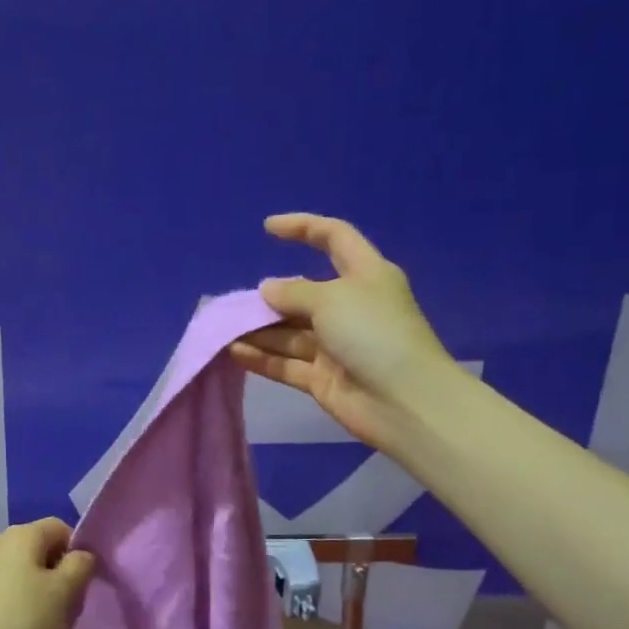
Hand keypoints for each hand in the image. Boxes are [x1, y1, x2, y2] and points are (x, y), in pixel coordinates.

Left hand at [0, 519, 96, 628]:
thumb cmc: (20, 620)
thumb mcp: (62, 592)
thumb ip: (80, 566)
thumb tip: (82, 556)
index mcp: (22, 535)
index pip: (61, 528)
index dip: (79, 552)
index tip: (85, 583)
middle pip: (45, 554)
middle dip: (64, 581)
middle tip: (71, 613)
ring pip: (30, 578)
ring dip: (48, 601)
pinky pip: (12, 595)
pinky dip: (26, 611)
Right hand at [230, 213, 453, 453]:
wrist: (403, 401)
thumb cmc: (373, 333)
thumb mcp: (331, 299)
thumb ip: (294, 292)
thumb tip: (268, 289)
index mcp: (365, 274)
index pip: (334, 238)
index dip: (303, 227)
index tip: (268, 228)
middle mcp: (351, 307)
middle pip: (304, 293)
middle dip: (271, 296)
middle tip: (236, 303)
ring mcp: (336, 345)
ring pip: (290, 332)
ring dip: (260, 330)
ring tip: (225, 330)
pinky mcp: (324, 378)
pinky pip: (287, 363)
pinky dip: (262, 358)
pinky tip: (234, 352)